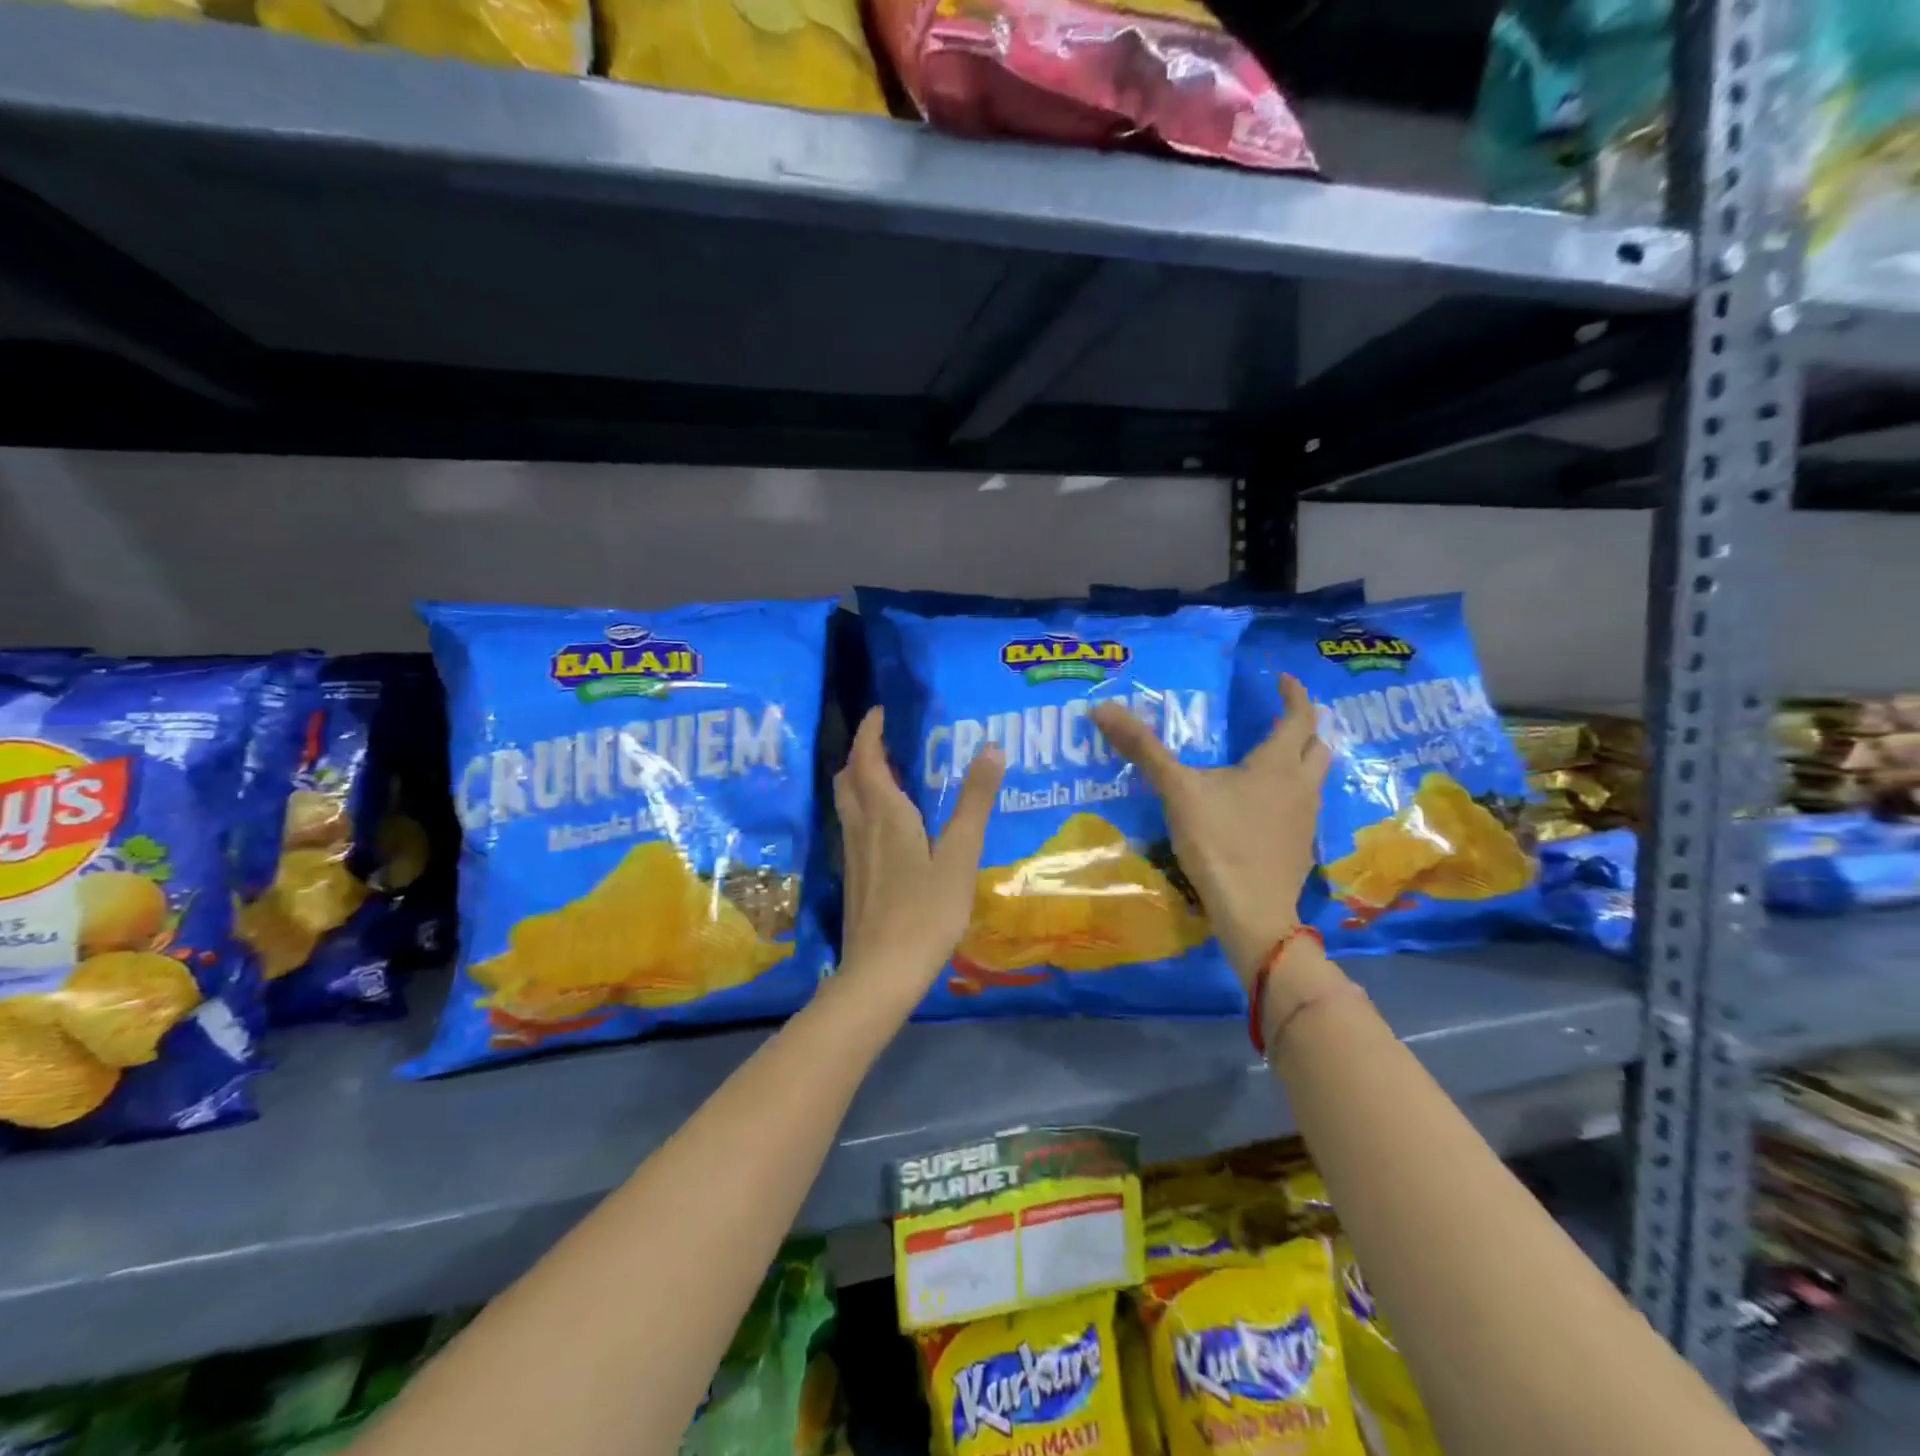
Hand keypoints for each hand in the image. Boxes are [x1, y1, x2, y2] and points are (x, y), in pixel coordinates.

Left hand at [831, 708, 1004, 1018]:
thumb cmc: (926, 911)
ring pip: (847, 803)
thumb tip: (991, 749)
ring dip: (859, 780)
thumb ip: (975, 802)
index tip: (880, 711)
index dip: (870, 731)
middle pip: (848, 778)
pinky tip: (888, 827)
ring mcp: (853, 855)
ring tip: (888, 776)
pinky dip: (864, 808)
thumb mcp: (959, 855)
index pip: (867, 758)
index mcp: (885, 814)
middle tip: (885, 741)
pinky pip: (853, 826)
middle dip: (861, 753)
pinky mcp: (855, 878)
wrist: (882, 971)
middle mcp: (862, 827)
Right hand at [1091, 674, 1327, 983]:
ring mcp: (1307, 819)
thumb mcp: (1176, 790)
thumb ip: (1143, 749)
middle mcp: (1301, 785)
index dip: (1295, 694)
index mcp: (1277, 764)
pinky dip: (1291, 794)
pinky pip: (1304, 807)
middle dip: (1303, 728)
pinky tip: (1263, 808)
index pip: (1300, 716)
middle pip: (1317, 746)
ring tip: (1270, 761)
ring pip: (1315, 778)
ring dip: (1300, 761)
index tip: (1283, 680)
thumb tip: (1102, 708)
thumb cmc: (1218, 842)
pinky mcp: (1301, 847)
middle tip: (1279, 719)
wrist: (1252, 912)